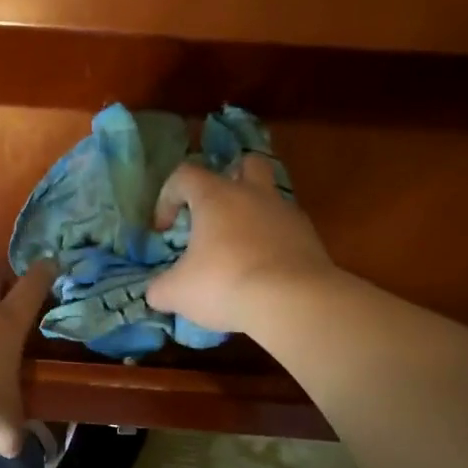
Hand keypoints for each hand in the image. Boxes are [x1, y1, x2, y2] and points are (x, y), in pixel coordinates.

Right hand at [147, 155, 335, 335]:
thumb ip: (160, 289)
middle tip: (216, 214)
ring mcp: (287, 213)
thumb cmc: (224, 284)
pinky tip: (264, 272)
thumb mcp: (177, 293)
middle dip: (229, 181)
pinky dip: (273, 244)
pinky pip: (286, 230)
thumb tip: (156, 292)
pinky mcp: (310, 238)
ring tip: (239, 251)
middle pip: (245, 165)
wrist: (293, 302)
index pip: (185, 175)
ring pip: (270, 198)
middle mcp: (254, 194)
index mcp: (216, 197)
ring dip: (253, 216)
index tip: (165, 230)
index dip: (168, 198)